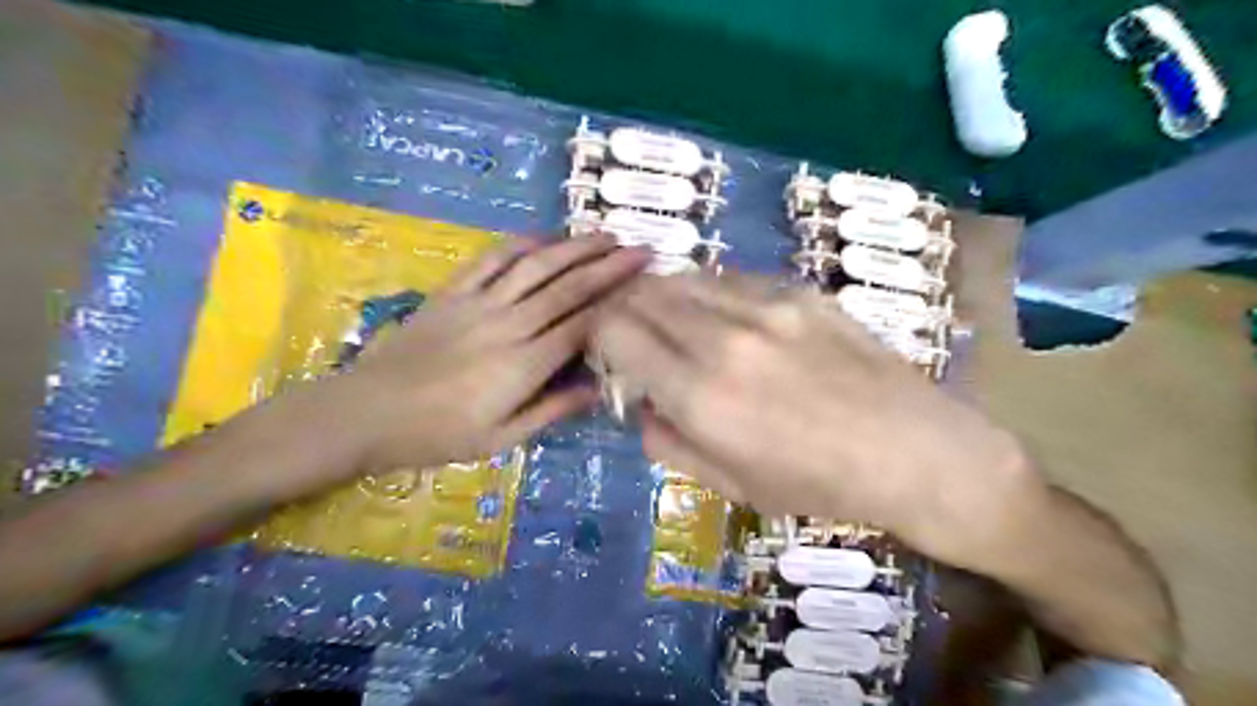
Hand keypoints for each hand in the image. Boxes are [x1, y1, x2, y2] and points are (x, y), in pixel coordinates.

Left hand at [334, 234, 648, 473]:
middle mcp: (509, 324)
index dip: (616, 301)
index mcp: (524, 364)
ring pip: (536, 266)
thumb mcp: (501, 439)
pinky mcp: (452, 292)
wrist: (366, 412)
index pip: (582, 324)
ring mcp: (478, 303)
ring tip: (605, 235)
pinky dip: (521, 244)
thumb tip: (598, 388)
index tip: (644, 284)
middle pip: (567, 288)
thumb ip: (552, 410)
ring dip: (573, 247)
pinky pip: (491, 260)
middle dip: (608, 266)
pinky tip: (544, 237)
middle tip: (640, 249)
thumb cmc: (437, 435)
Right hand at [596, 273, 1042, 565]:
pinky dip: (709, 293)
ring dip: (663, 296)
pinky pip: (730, 279)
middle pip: (643, 295)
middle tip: (630, 331)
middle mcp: (724, 339)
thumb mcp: (731, 485)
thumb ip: (669, 442)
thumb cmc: (818, 483)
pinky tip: (725, 316)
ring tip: (674, 321)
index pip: (615, 331)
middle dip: (623, 309)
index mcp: (701, 396)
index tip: (607, 349)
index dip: (599, 334)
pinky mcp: (798, 291)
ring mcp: (765, 306)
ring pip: (683, 277)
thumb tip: (642, 405)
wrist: (913, 450)